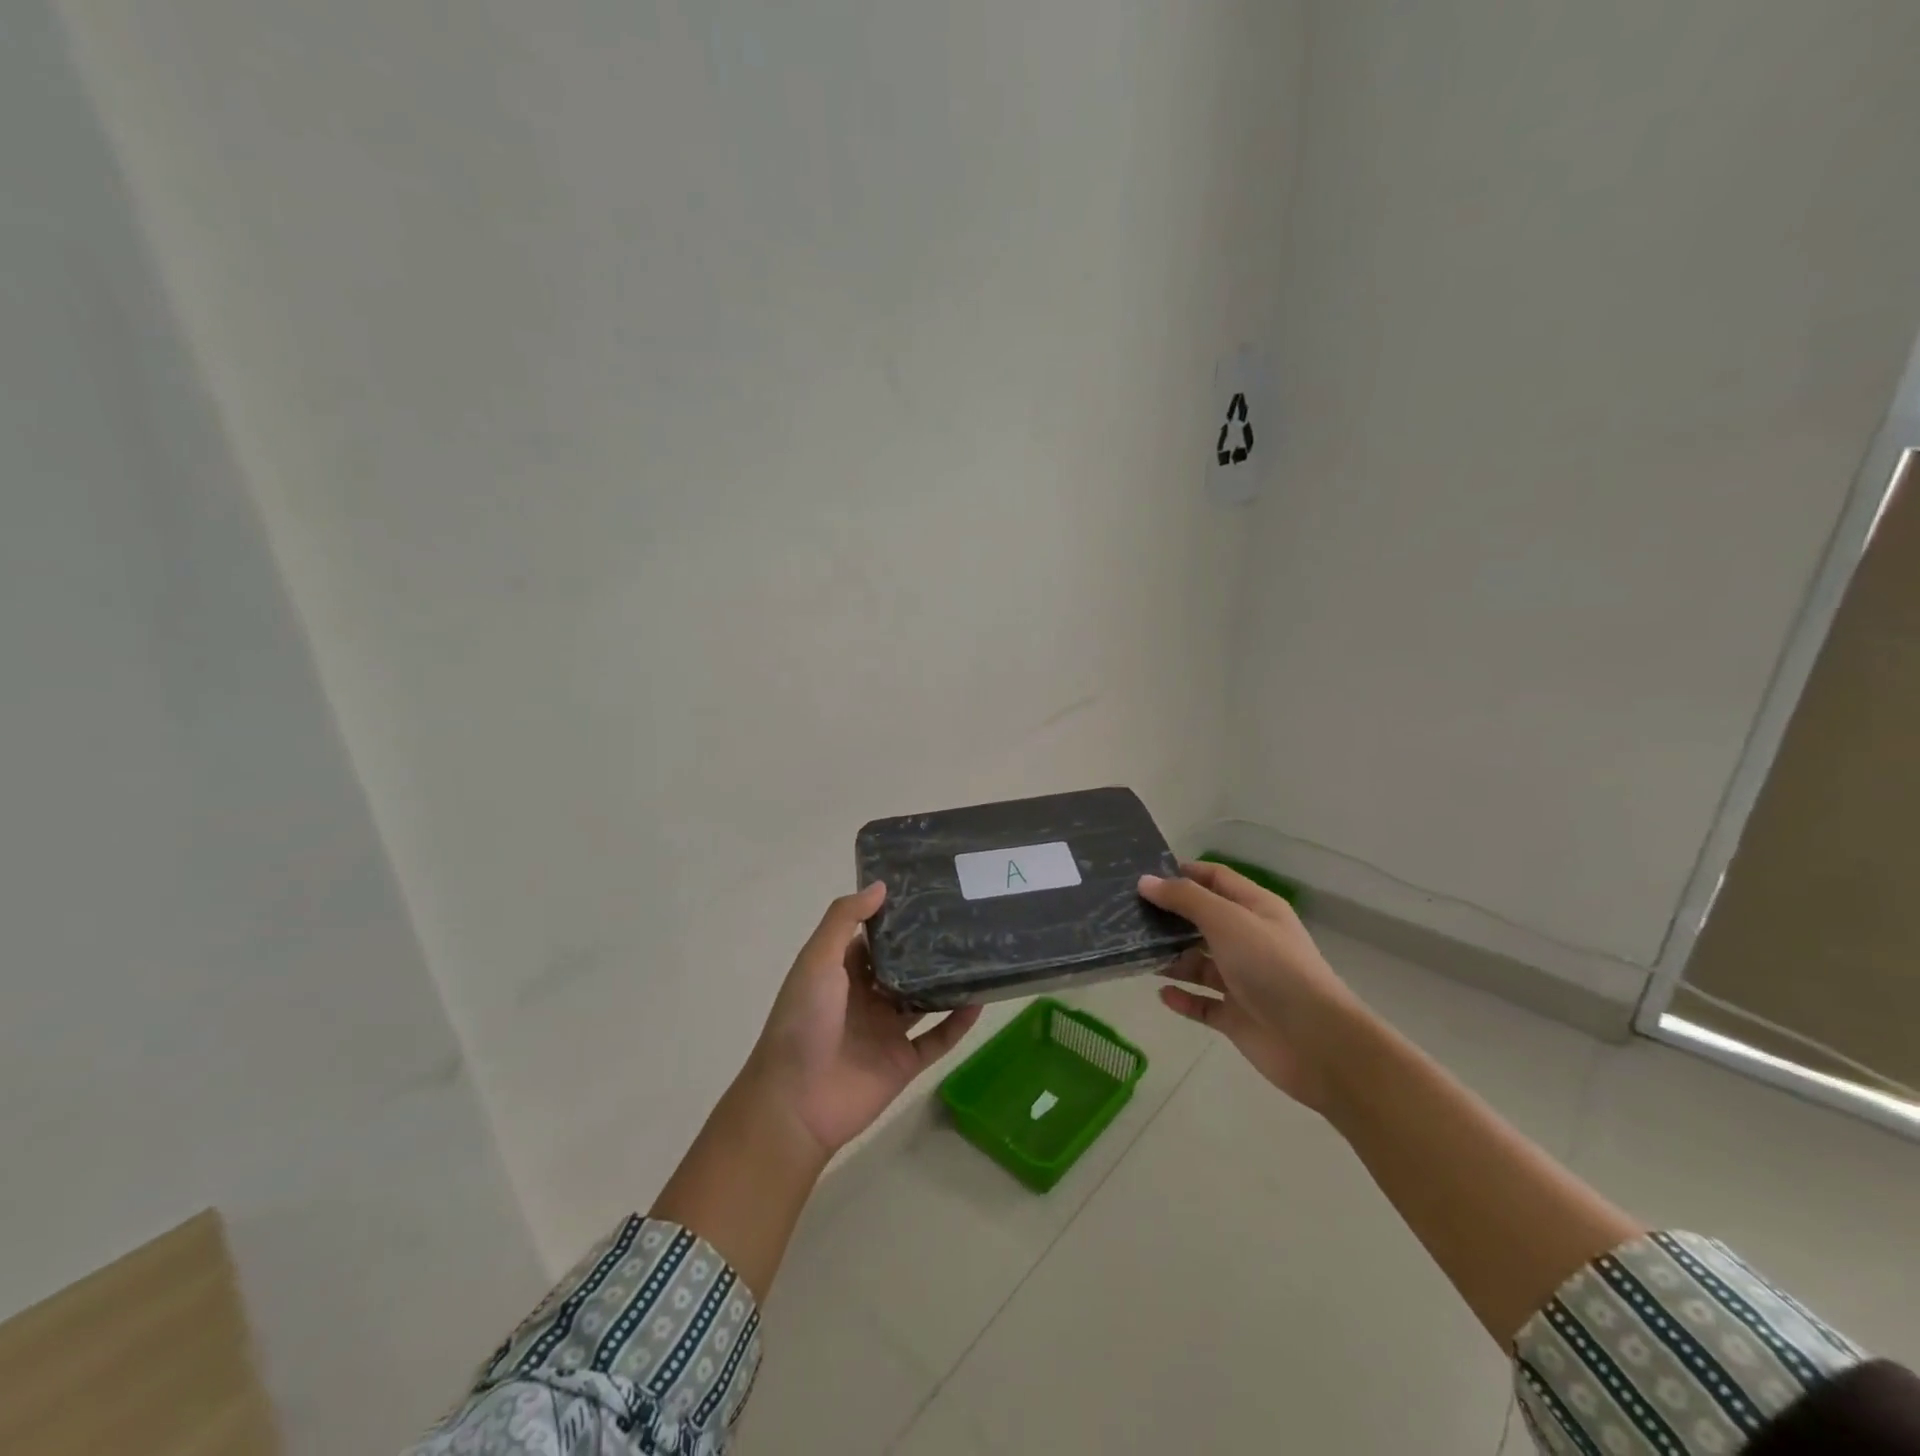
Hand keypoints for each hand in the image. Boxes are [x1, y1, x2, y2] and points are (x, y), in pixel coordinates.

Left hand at [747, 881, 981, 1157]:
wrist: (797, 1102)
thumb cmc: (803, 1021)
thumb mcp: (817, 960)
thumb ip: (844, 919)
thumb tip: (881, 885)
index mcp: (840, 973)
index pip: (872, 938)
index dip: (894, 917)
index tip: (927, 892)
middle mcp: (866, 998)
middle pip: (903, 967)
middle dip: (927, 947)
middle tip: (964, 917)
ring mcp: (886, 1031)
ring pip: (924, 1000)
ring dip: (947, 982)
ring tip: (979, 953)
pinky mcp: (904, 1062)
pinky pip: (938, 1038)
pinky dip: (958, 1022)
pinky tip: (980, 999)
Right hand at [1139, 862, 1363, 1112]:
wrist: (1316, 1042)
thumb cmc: (1272, 967)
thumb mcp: (1227, 920)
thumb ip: (1185, 899)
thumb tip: (1145, 881)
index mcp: (1256, 909)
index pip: (1216, 879)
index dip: (1184, 873)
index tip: (1145, 875)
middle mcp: (1249, 940)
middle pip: (1203, 921)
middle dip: (1169, 917)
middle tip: (1127, 915)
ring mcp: (1243, 980)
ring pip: (1198, 962)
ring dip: (1171, 958)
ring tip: (1136, 954)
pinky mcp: (1236, 1016)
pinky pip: (1202, 1002)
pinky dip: (1182, 997)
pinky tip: (1161, 993)